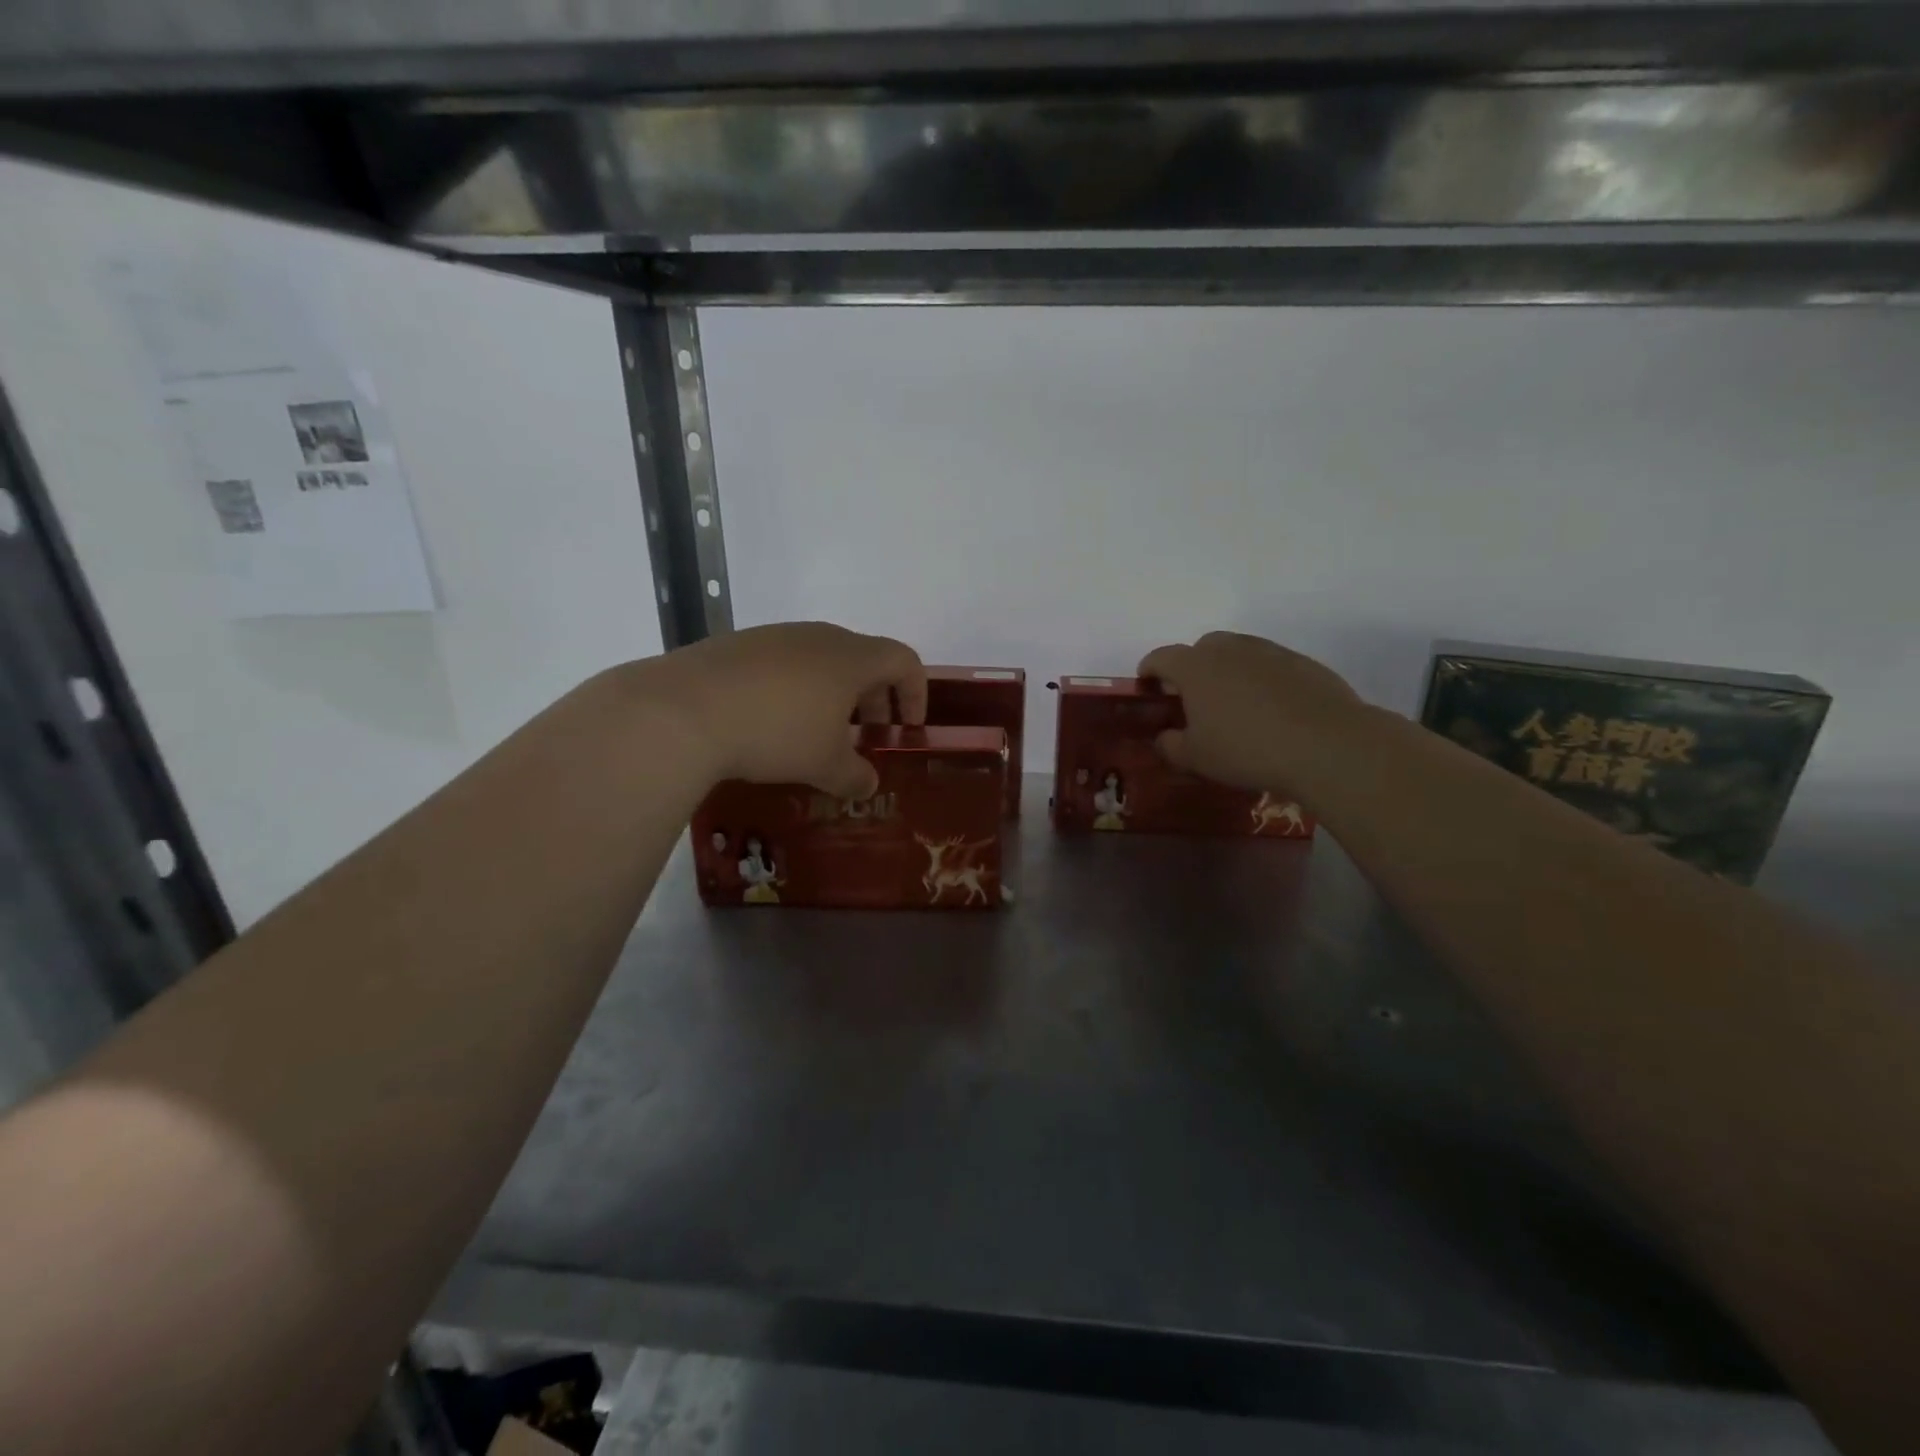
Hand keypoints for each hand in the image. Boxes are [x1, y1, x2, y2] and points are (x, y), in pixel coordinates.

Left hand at [643, 622, 926, 798]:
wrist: (683, 710)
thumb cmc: (776, 733)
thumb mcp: (824, 765)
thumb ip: (855, 776)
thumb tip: (868, 784)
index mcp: (852, 658)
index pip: (904, 661)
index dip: (916, 693)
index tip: (909, 728)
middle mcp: (818, 637)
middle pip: (863, 659)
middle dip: (874, 698)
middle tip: (867, 736)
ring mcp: (774, 637)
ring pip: (820, 661)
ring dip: (833, 695)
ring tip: (818, 734)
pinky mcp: (737, 646)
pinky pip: (781, 665)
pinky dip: (793, 690)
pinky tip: (771, 724)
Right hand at [1137, 632, 1364, 797]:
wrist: (1326, 745)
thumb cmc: (1246, 750)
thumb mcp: (1196, 758)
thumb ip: (1171, 745)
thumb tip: (1165, 736)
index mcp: (1195, 667)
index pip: (1160, 657)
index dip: (1149, 671)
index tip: (1148, 687)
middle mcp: (1229, 649)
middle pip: (1201, 648)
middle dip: (1192, 668)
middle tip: (1194, 699)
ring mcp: (1269, 652)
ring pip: (1238, 653)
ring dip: (1228, 671)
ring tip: (1234, 705)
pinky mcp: (1302, 663)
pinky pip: (1270, 665)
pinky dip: (1261, 680)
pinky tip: (1271, 710)